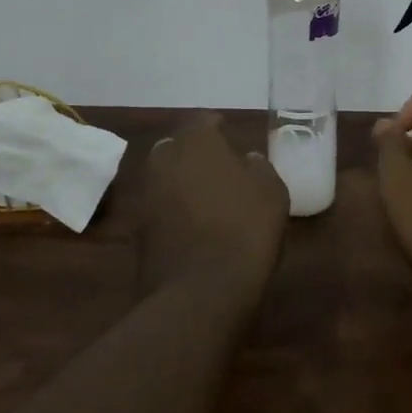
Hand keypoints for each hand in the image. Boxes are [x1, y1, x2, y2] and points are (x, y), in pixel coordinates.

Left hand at [141, 114, 288, 304]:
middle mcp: (164, 162)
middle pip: (177, 148)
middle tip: (217, 164)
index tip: (227, 129)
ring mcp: (147, 198)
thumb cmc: (245, 228)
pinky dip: (174, 211)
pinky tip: (195, 225)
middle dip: (193, 153)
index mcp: (196, 143)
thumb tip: (248, 160)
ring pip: (165, 179)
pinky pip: (160, 210)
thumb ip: (259, 168)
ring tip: (208, 197)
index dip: (216, 125)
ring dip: (182, 183)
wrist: (201, 291)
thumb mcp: (272, 192)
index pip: (202, 121)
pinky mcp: (139, 233)